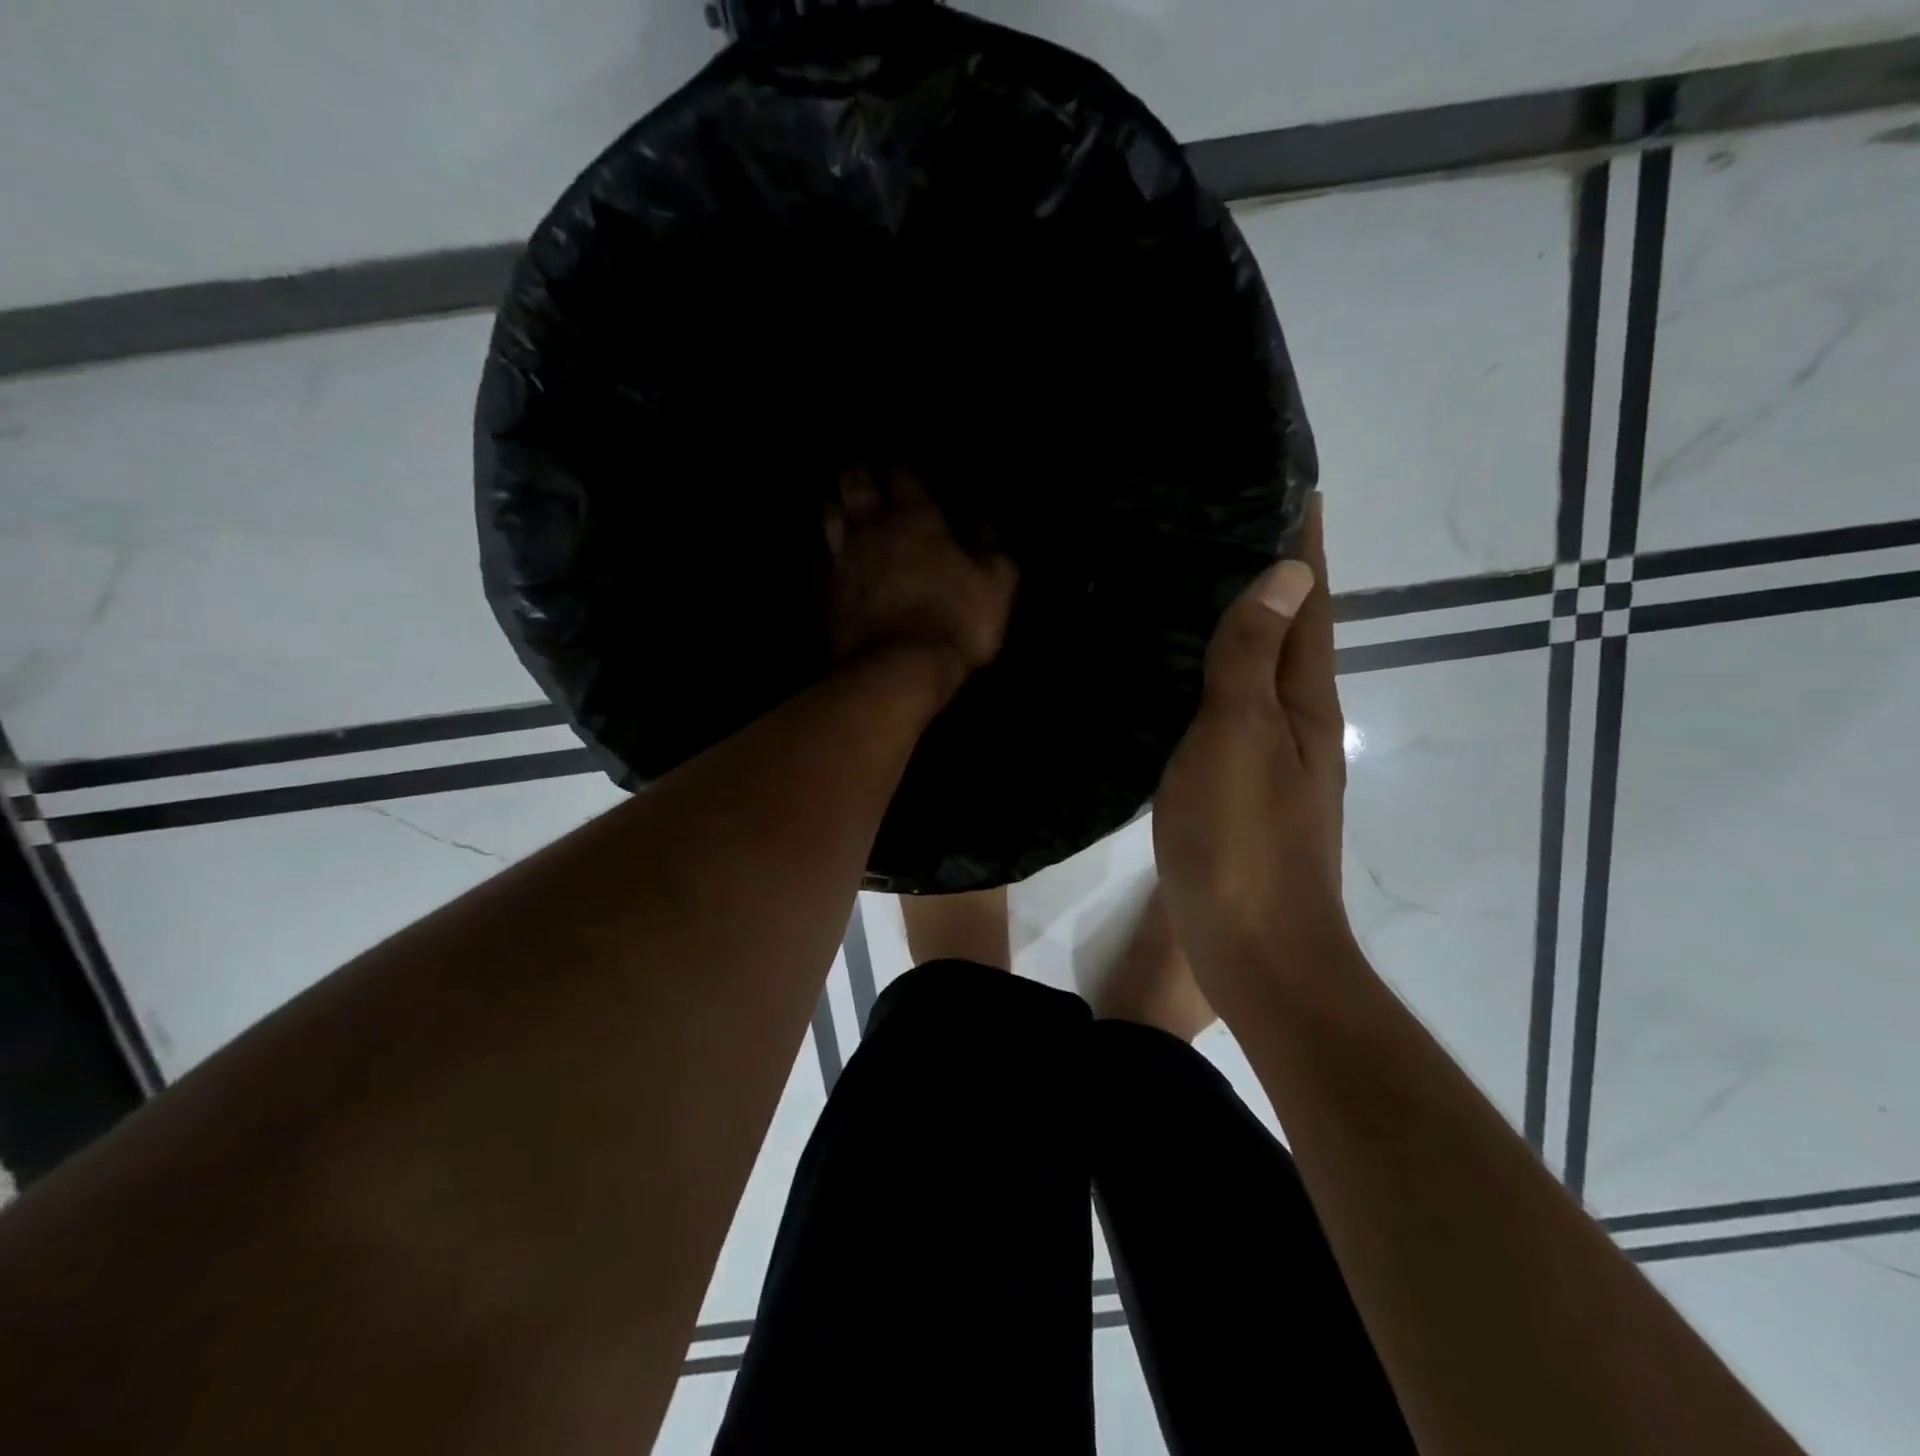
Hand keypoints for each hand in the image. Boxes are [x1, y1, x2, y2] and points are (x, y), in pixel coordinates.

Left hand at [824, 466, 1017, 689]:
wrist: (899, 667)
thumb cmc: (956, 621)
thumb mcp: (996, 584)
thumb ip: (991, 548)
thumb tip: (983, 522)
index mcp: (917, 519)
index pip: (904, 478)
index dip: (901, 472)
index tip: (901, 472)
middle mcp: (873, 530)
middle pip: (856, 488)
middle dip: (857, 477)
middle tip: (858, 474)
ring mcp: (843, 560)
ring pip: (828, 518)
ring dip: (832, 507)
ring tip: (834, 504)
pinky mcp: (824, 593)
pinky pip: (815, 562)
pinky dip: (817, 553)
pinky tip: (819, 555)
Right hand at [1153, 496, 1352, 1006]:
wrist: (1256, 948)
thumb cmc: (1244, 841)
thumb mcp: (1240, 739)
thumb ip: (1252, 659)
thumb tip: (1288, 573)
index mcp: (1302, 699)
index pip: (1307, 602)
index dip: (1303, 545)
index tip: (1289, 486)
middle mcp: (1296, 718)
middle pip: (1289, 629)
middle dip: (1273, 573)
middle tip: (1225, 519)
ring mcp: (1270, 754)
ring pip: (1259, 668)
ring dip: (1244, 620)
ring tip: (1197, 578)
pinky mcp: (1239, 783)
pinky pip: (1230, 706)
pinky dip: (1216, 672)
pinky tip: (1181, 669)